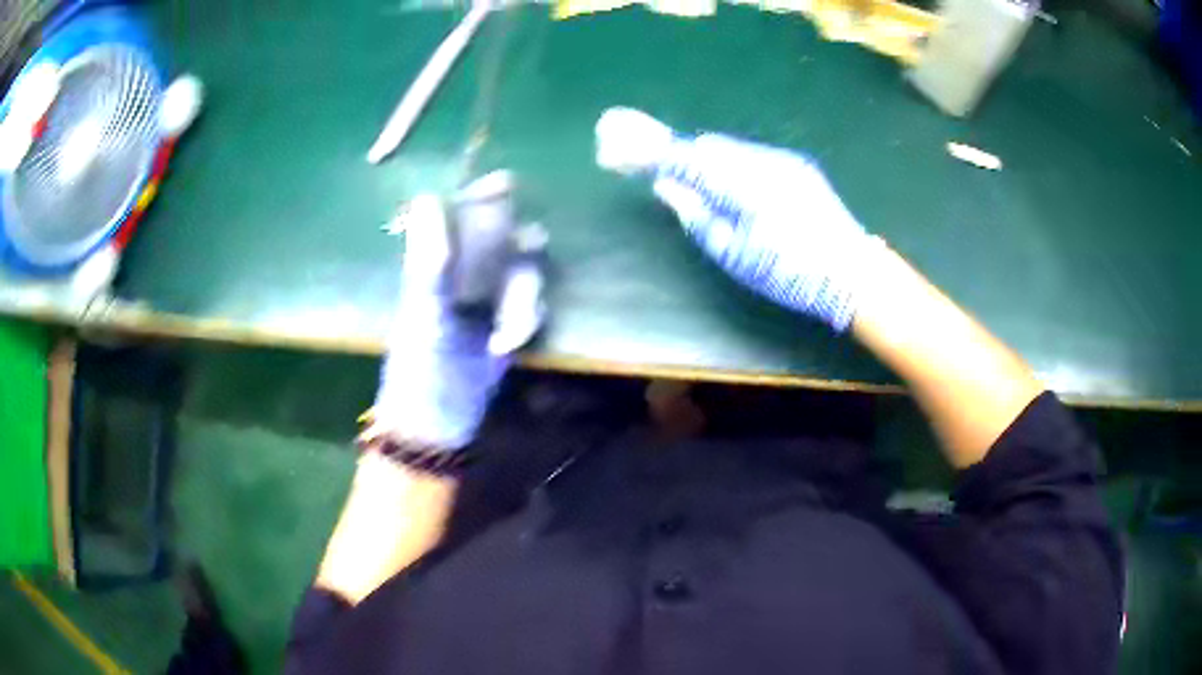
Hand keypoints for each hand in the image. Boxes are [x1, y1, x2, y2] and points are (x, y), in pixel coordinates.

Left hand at [363, 194, 544, 451]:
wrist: (437, 425)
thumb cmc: (420, 370)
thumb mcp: (424, 315)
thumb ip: (429, 261)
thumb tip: (428, 197)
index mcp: (437, 266)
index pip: (462, 215)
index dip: (483, 195)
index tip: (504, 186)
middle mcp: (465, 275)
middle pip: (505, 239)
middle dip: (518, 256)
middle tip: (516, 279)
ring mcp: (488, 300)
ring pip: (524, 275)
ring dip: (523, 301)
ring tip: (503, 337)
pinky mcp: (508, 325)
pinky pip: (531, 307)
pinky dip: (525, 323)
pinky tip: (507, 347)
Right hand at [597, 108, 875, 331]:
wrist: (853, 272)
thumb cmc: (791, 274)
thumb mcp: (735, 255)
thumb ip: (697, 215)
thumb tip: (668, 187)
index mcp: (743, 185)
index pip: (685, 158)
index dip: (649, 151)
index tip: (618, 145)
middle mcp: (762, 161)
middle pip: (708, 147)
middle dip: (682, 156)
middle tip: (663, 173)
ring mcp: (783, 160)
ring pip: (730, 150)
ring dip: (708, 162)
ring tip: (703, 190)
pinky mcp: (797, 166)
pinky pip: (751, 157)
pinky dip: (733, 167)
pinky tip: (738, 192)